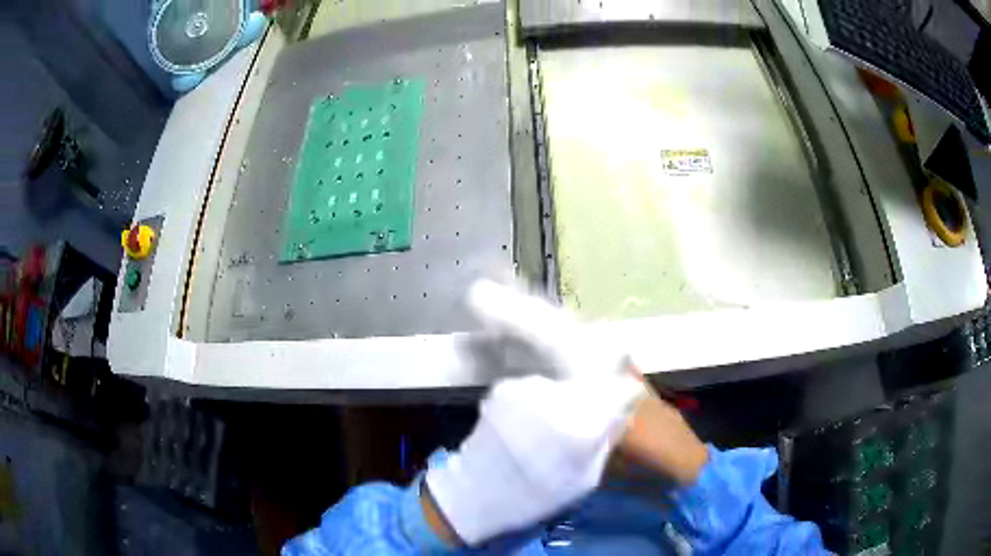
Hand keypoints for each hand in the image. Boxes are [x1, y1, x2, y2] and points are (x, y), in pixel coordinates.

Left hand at [424, 373, 644, 545]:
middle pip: (592, 384)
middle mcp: (557, 397)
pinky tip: (528, 422)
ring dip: (564, 398)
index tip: (624, 404)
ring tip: (551, 426)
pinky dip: (539, 400)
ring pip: (563, 384)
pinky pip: (538, 388)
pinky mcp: (505, 386)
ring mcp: (528, 388)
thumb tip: (623, 409)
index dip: (625, 395)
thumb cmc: (536, 496)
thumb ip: (608, 439)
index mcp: (584, 426)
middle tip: (583, 423)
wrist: (475, 492)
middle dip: (594, 398)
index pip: (622, 389)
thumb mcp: (585, 479)